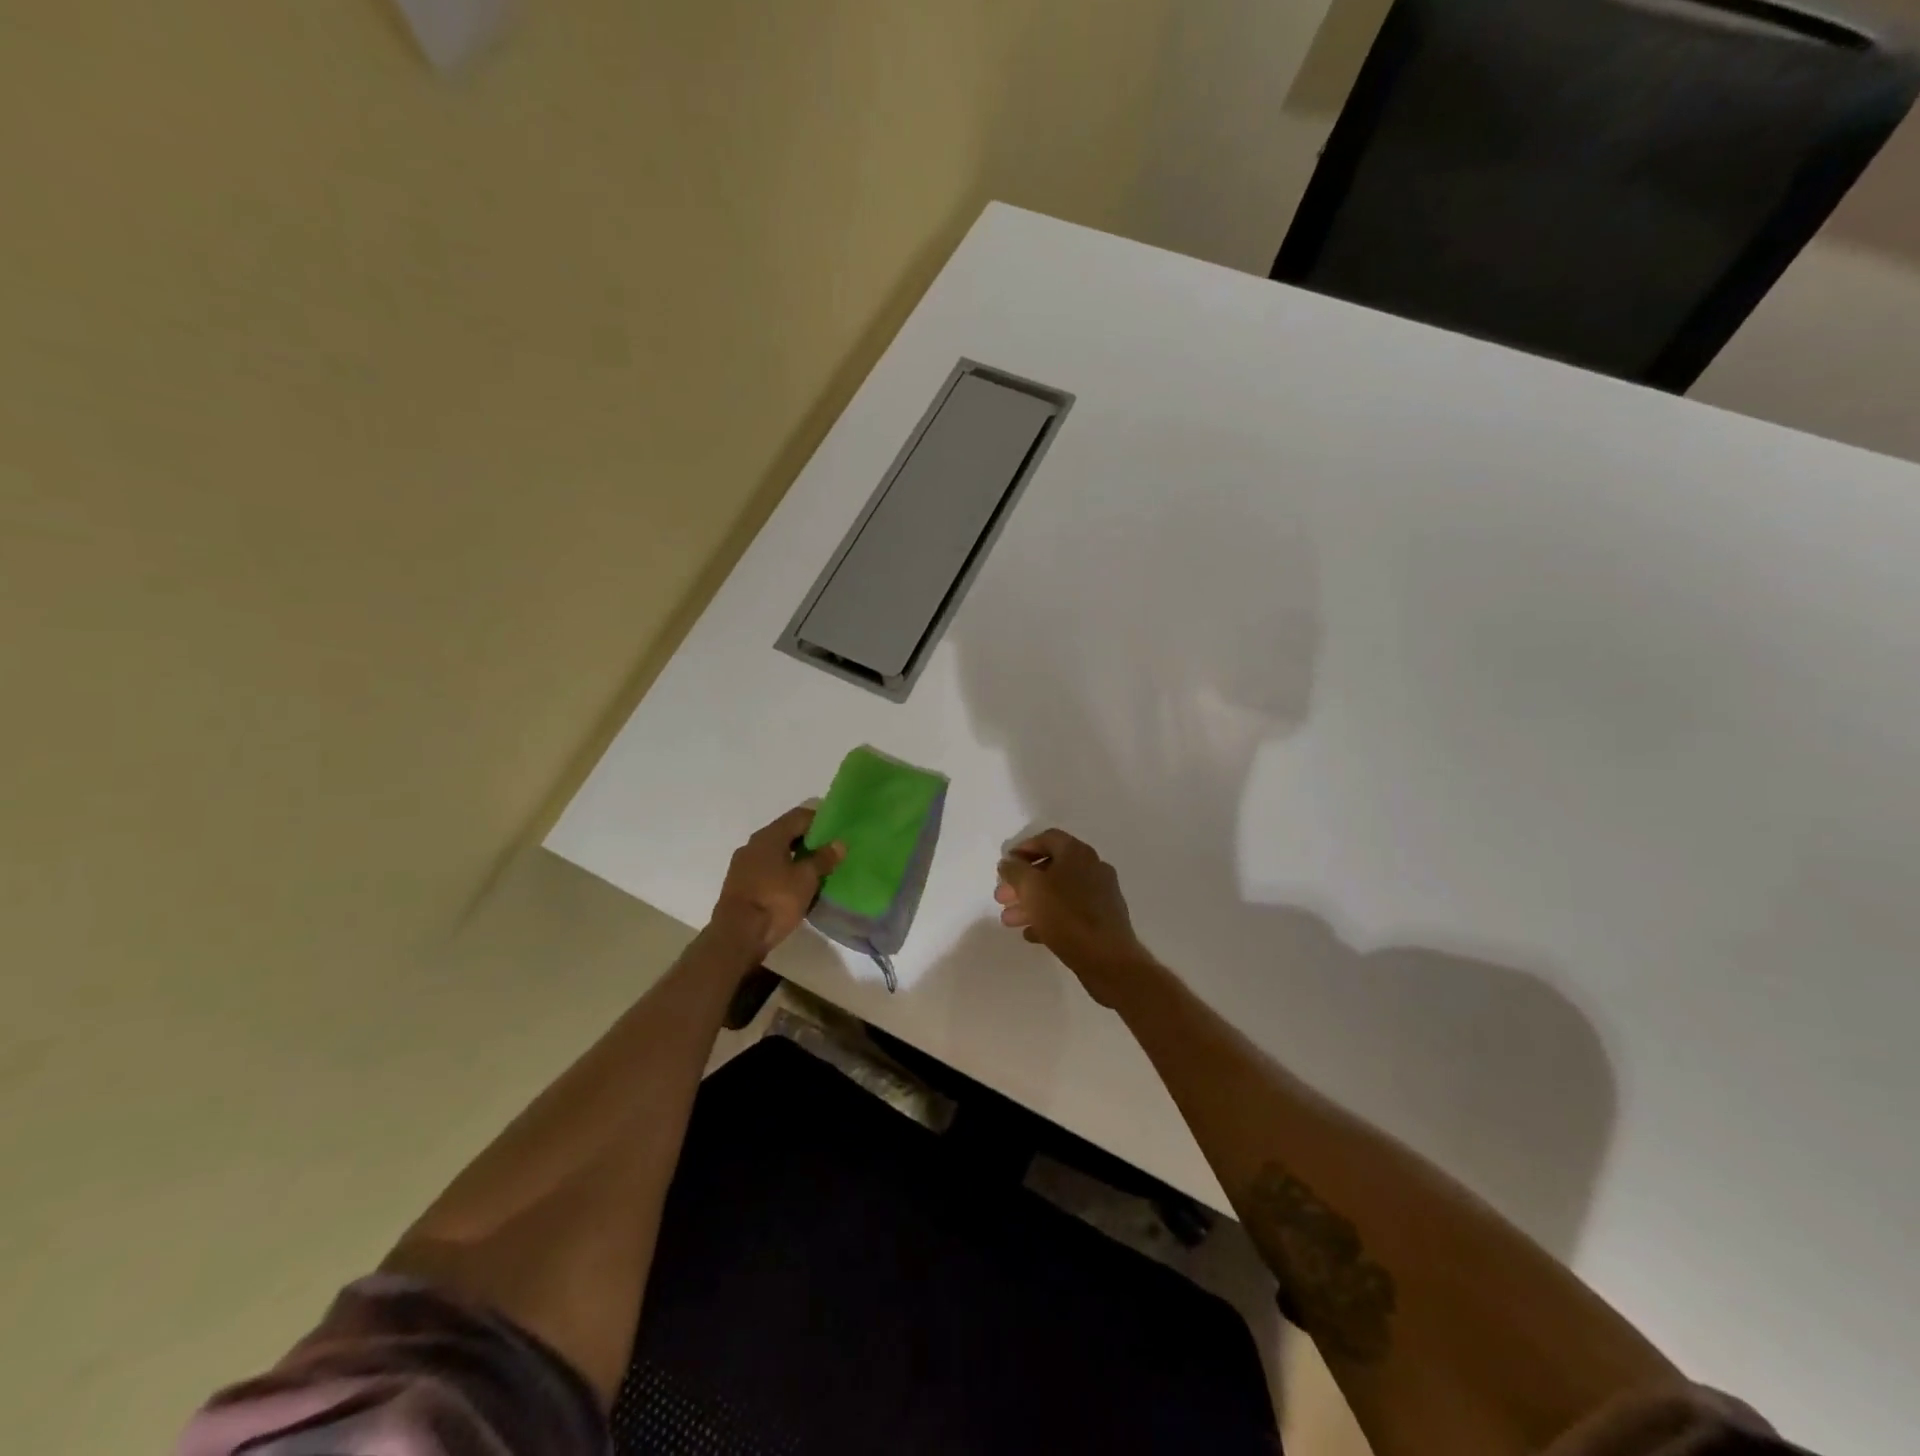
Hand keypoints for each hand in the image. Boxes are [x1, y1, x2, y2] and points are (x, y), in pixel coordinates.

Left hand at [708, 807, 844, 961]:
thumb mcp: (806, 879)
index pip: (799, 816)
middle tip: (831, 851)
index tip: (837, 830)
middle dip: (809, 840)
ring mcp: (743, 865)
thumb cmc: (775, 901)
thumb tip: (839, 843)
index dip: (820, 819)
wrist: (737, 936)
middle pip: (786, 833)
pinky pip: (767, 870)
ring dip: (795, 858)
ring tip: (816, 870)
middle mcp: (753, 845)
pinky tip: (796, 886)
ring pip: (775, 853)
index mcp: (769, 836)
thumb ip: (823, 858)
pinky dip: (783, 872)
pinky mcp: (740, 885)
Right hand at [995, 829, 1153, 1005]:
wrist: (1108, 959)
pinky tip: (1032, 934)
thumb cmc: (1067, 916)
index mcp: (1078, 853)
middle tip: (1002, 897)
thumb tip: (1008, 862)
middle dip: (1023, 882)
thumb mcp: (1031, 889)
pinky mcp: (1103, 919)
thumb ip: (1015, 871)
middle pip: (1051, 868)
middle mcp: (1093, 868)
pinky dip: (1050, 918)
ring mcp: (1101, 894)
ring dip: (1033, 902)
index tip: (1005, 866)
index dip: (1023, 848)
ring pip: (1059, 892)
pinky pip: (1071, 912)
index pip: (1047, 838)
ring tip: (1010, 920)